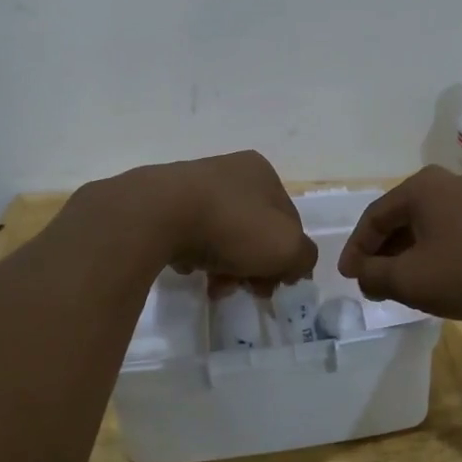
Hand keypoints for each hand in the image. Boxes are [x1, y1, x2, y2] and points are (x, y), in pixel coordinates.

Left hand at [127, 151, 316, 294]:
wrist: (158, 215)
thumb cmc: (232, 226)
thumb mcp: (286, 246)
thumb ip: (303, 257)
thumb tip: (295, 266)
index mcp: (262, 172)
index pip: (288, 221)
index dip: (286, 257)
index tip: (275, 286)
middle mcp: (229, 170)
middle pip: (254, 230)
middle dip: (253, 266)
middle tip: (246, 291)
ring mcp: (192, 184)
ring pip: (221, 235)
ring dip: (224, 267)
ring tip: (214, 288)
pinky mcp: (162, 202)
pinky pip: (188, 236)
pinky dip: (193, 256)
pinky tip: (187, 268)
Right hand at [337, 166, 461, 319]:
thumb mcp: (411, 280)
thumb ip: (375, 275)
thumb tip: (363, 272)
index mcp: (419, 188)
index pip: (373, 217)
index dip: (356, 249)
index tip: (348, 276)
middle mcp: (445, 182)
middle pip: (400, 218)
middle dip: (383, 251)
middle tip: (372, 281)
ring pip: (427, 225)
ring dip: (409, 253)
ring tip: (402, 283)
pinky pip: (452, 230)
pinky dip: (436, 251)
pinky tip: (439, 275)